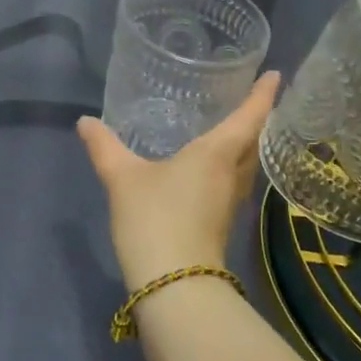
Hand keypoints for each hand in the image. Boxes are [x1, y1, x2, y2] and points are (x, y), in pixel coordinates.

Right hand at [77, 72, 281, 289]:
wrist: (174, 286)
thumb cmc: (155, 219)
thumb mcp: (123, 178)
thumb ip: (104, 147)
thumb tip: (85, 121)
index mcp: (216, 154)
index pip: (249, 116)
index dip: (262, 94)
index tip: (275, 74)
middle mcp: (231, 174)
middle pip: (254, 141)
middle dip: (257, 118)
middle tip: (251, 96)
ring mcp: (230, 202)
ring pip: (246, 164)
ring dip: (246, 143)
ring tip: (232, 125)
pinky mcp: (221, 222)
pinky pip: (233, 181)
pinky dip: (230, 165)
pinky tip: (209, 166)